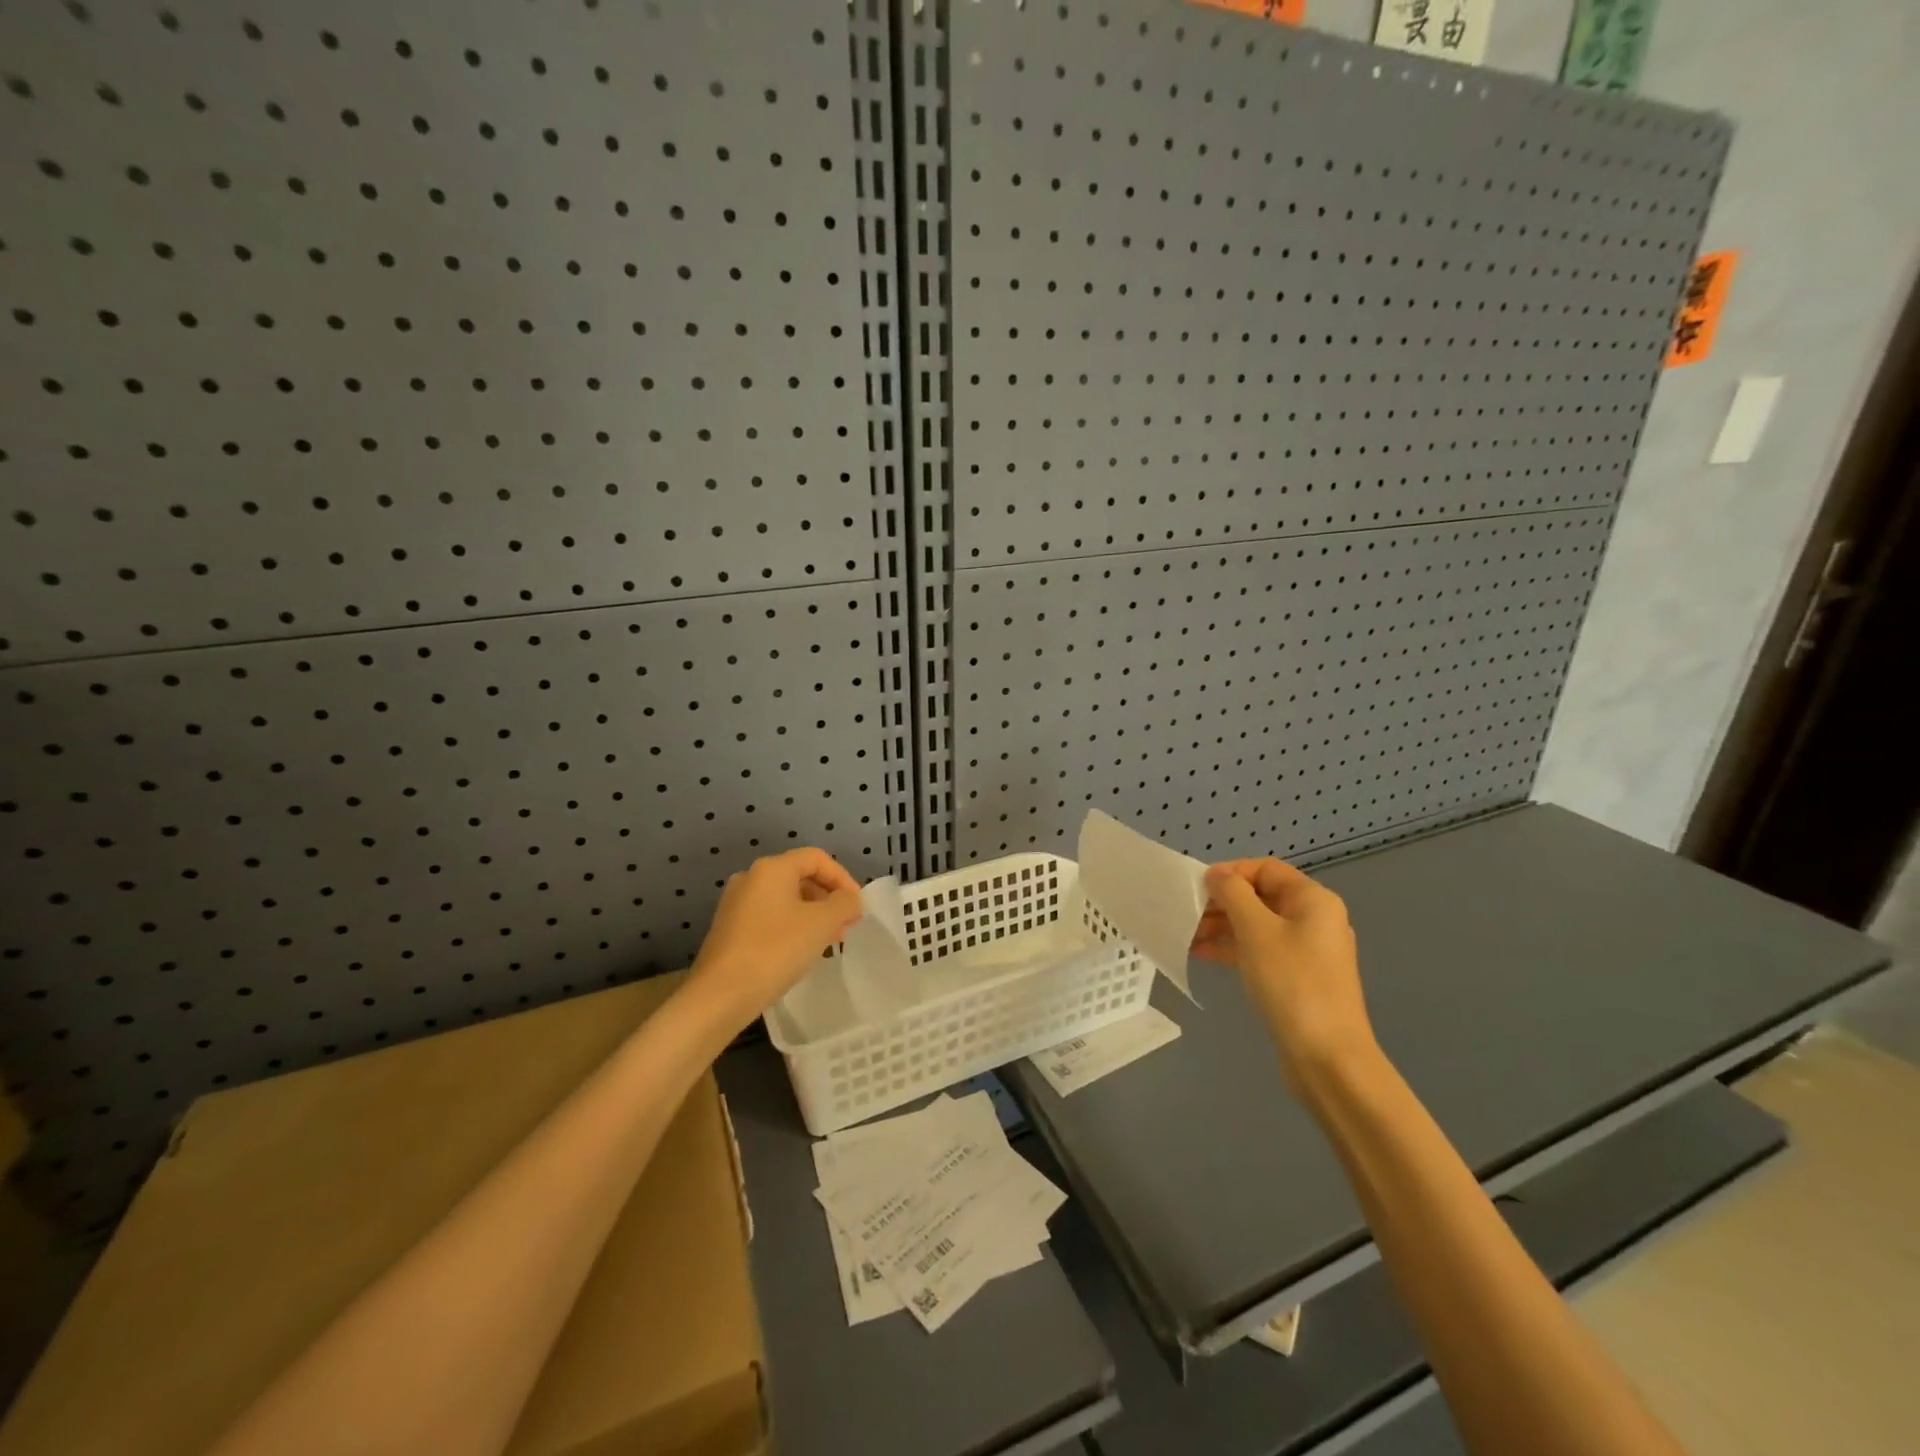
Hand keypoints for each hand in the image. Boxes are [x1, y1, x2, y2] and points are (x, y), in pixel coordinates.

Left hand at [687, 848, 863, 1032]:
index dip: (843, 878)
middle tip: (846, 926)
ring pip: (785, 899)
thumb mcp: (822, 924)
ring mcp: (736, 904)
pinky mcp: (729, 929)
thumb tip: (850, 900)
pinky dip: (791, 926)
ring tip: (828, 941)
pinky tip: (800, 951)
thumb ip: (844, 904)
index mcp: (772, 868)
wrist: (720, 995)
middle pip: (800, 876)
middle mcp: (750, 878)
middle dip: (828, 898)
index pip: (817, 858)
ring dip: (812, 914)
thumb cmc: (776, 950)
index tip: (857, 907)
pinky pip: (769, 917)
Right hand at [1192, 859, 1377, 1089]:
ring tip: (1184, 934)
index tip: (1196, 888)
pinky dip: (1231, 948)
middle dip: (1221, 902)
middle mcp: (1313, 919)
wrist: (1328, 1059)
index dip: (1230, 872)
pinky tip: (1199, 953)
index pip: (1265, 868)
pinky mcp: (1296, 978)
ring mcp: (1306, 951)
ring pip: (1256, 925)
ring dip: (1221, 926)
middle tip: (1185, 913)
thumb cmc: (1292, 984)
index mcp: (1313, 900)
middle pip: (1260, 896)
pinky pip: (1259, 950)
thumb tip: (1217, 875)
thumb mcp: (1256, 931)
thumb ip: (1232, 894)